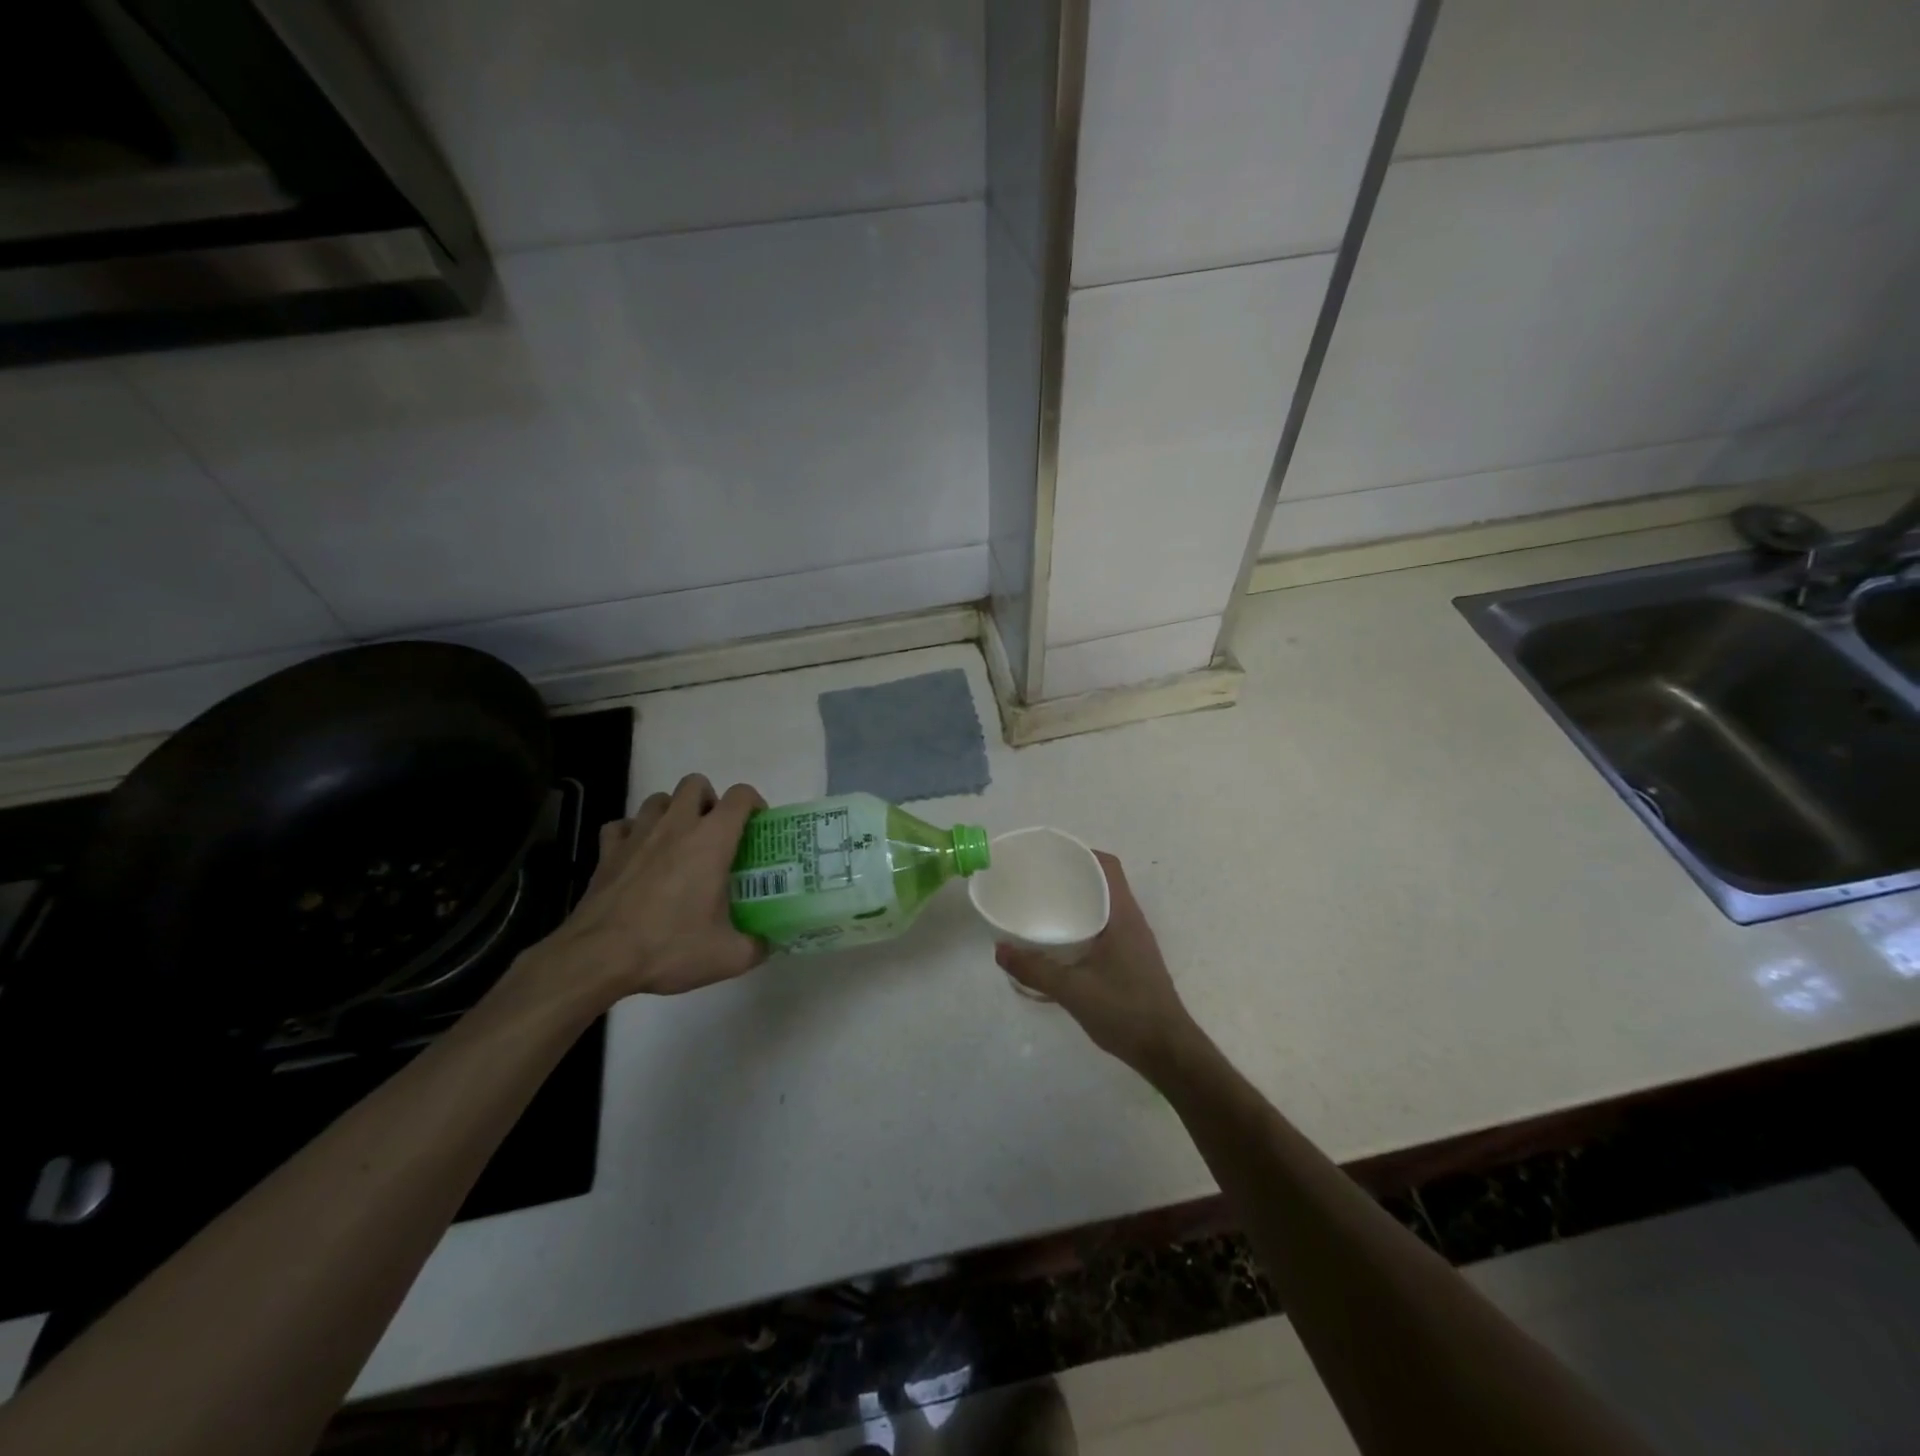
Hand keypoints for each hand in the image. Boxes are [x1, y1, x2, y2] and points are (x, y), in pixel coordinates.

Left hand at [518, 774, 767, 1007]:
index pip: (740, 797)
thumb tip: (768, 945)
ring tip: (678, 842)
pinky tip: (638, 854)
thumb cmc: (669, 947)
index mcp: (711, 840)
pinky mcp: (607, 851)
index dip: (754, 803)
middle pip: (696, 784)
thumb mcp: (727, 957)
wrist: (598, 958)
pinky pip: (622, 825)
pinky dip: (632, 832)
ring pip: (658, 799)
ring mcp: (637, 835)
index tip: (756, 826)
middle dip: (710, 800)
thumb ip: (756, 947)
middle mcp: (676, 826)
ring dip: (672, 812)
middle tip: (715, 834)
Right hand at [994, 851, 1203, 1076]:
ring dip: (1080, 900)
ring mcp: (1135, 941)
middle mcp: (1132, 921)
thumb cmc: (1125, 1011)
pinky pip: (1106, 926)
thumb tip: (1000, 950)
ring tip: (1046, 904)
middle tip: (1039, 879)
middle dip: (1073, 875)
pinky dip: (1085, 923)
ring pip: (1106, 906)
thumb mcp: (1072, 990)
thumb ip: (1034, 969)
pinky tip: (1062, 941)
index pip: (1107, 866)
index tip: (1051, 855)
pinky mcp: (1133, 960)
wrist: (1168, 1052)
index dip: (1081, 853)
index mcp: (1123, 915)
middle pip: (1104, 882)